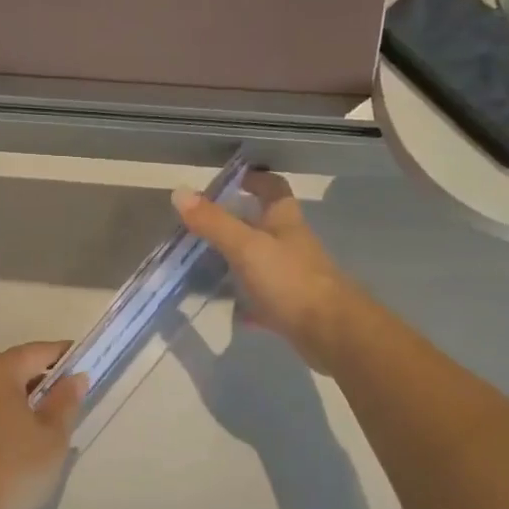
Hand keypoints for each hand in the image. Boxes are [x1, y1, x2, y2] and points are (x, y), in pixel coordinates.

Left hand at [0, 341, 87, 508]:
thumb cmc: (12, 471)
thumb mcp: (51, 438)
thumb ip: (64, 402)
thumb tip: (74, 378)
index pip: (35, 352)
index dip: (62, 355)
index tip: (82, 362)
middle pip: (9, 369)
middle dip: (37, 378)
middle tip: (64, 396)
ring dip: (14, 400)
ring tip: (39, 422)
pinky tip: (9, 442)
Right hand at [173, 171, 367, 372]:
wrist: (328, 330)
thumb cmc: (289, 280)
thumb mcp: (246, 247)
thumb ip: (214, 222)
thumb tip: (179, 192)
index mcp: (285, 222)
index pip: (274, 189)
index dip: (257, 180)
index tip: (235, 178)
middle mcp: (291, 245)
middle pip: (266, 225)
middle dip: (241, 220)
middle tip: (207, 224)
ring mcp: (292, 277)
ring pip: (263, 261)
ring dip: (240, 259)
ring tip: (207, 263)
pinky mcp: (290, 307)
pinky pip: (263, 298)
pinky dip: (246, 300)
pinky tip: (229, 307)